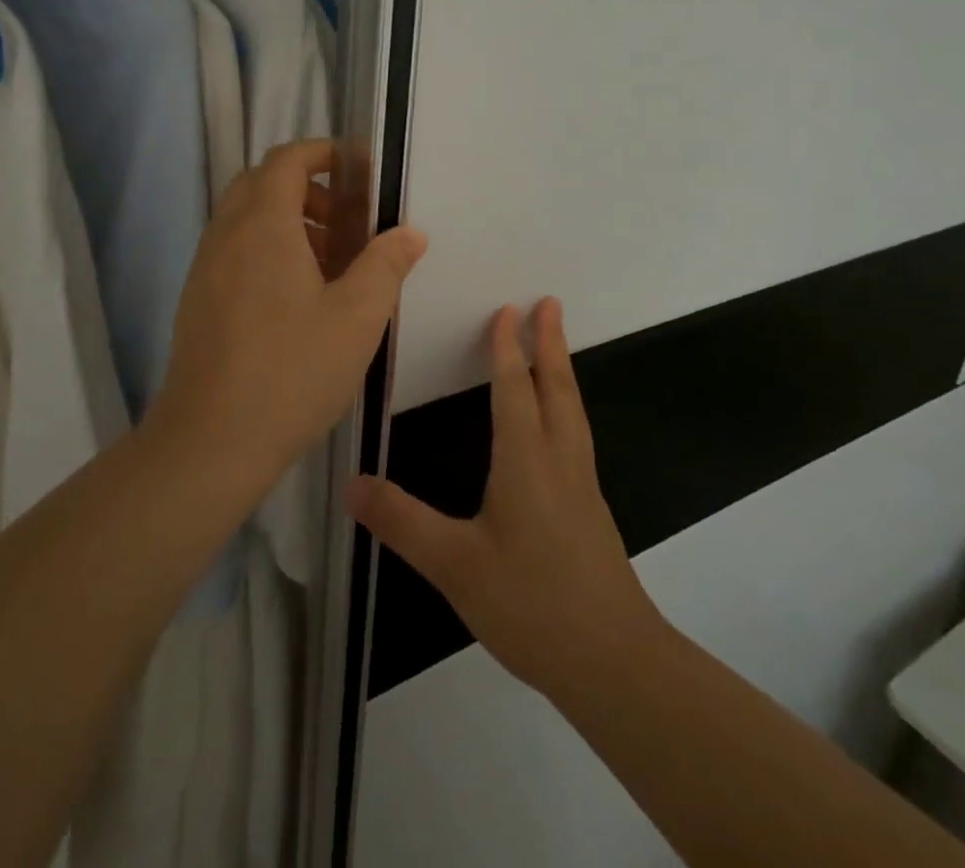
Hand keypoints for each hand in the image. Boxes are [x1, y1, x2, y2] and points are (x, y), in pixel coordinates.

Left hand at [149, 139, 427, 479]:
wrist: (210, 441)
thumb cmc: (291, 371)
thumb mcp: (357, 317)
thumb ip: (386, 265)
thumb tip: (410, 233)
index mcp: (263, 225)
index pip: (287, 160)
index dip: (323, 153)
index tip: (359, 170)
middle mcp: (227, 235)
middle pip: (261, 183)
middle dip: (307, 189)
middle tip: (346, 220)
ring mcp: (205, 268)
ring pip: (245, 219)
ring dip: (287, 222)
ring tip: (330, 264)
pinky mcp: (197, 300)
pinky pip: (234, 250)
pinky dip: (266, 249)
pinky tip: (296, 299)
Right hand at [347, 299, 665, 700]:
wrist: (613, 662)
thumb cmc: (532, 604)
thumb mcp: (455, 566)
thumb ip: (402, 522)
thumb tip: (350, 483)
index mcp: (526, 461)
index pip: (514, 389)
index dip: (507, 348)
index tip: (507, 310)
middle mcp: (559, 461)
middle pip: (556, 388)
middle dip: (549, 343)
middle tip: (550, 303)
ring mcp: (582, 485)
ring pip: (573, 410)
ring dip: (562, 370)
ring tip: (556, 347)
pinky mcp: (591, 510)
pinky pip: (577, 435)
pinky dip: (567, 406)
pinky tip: (560, 425)